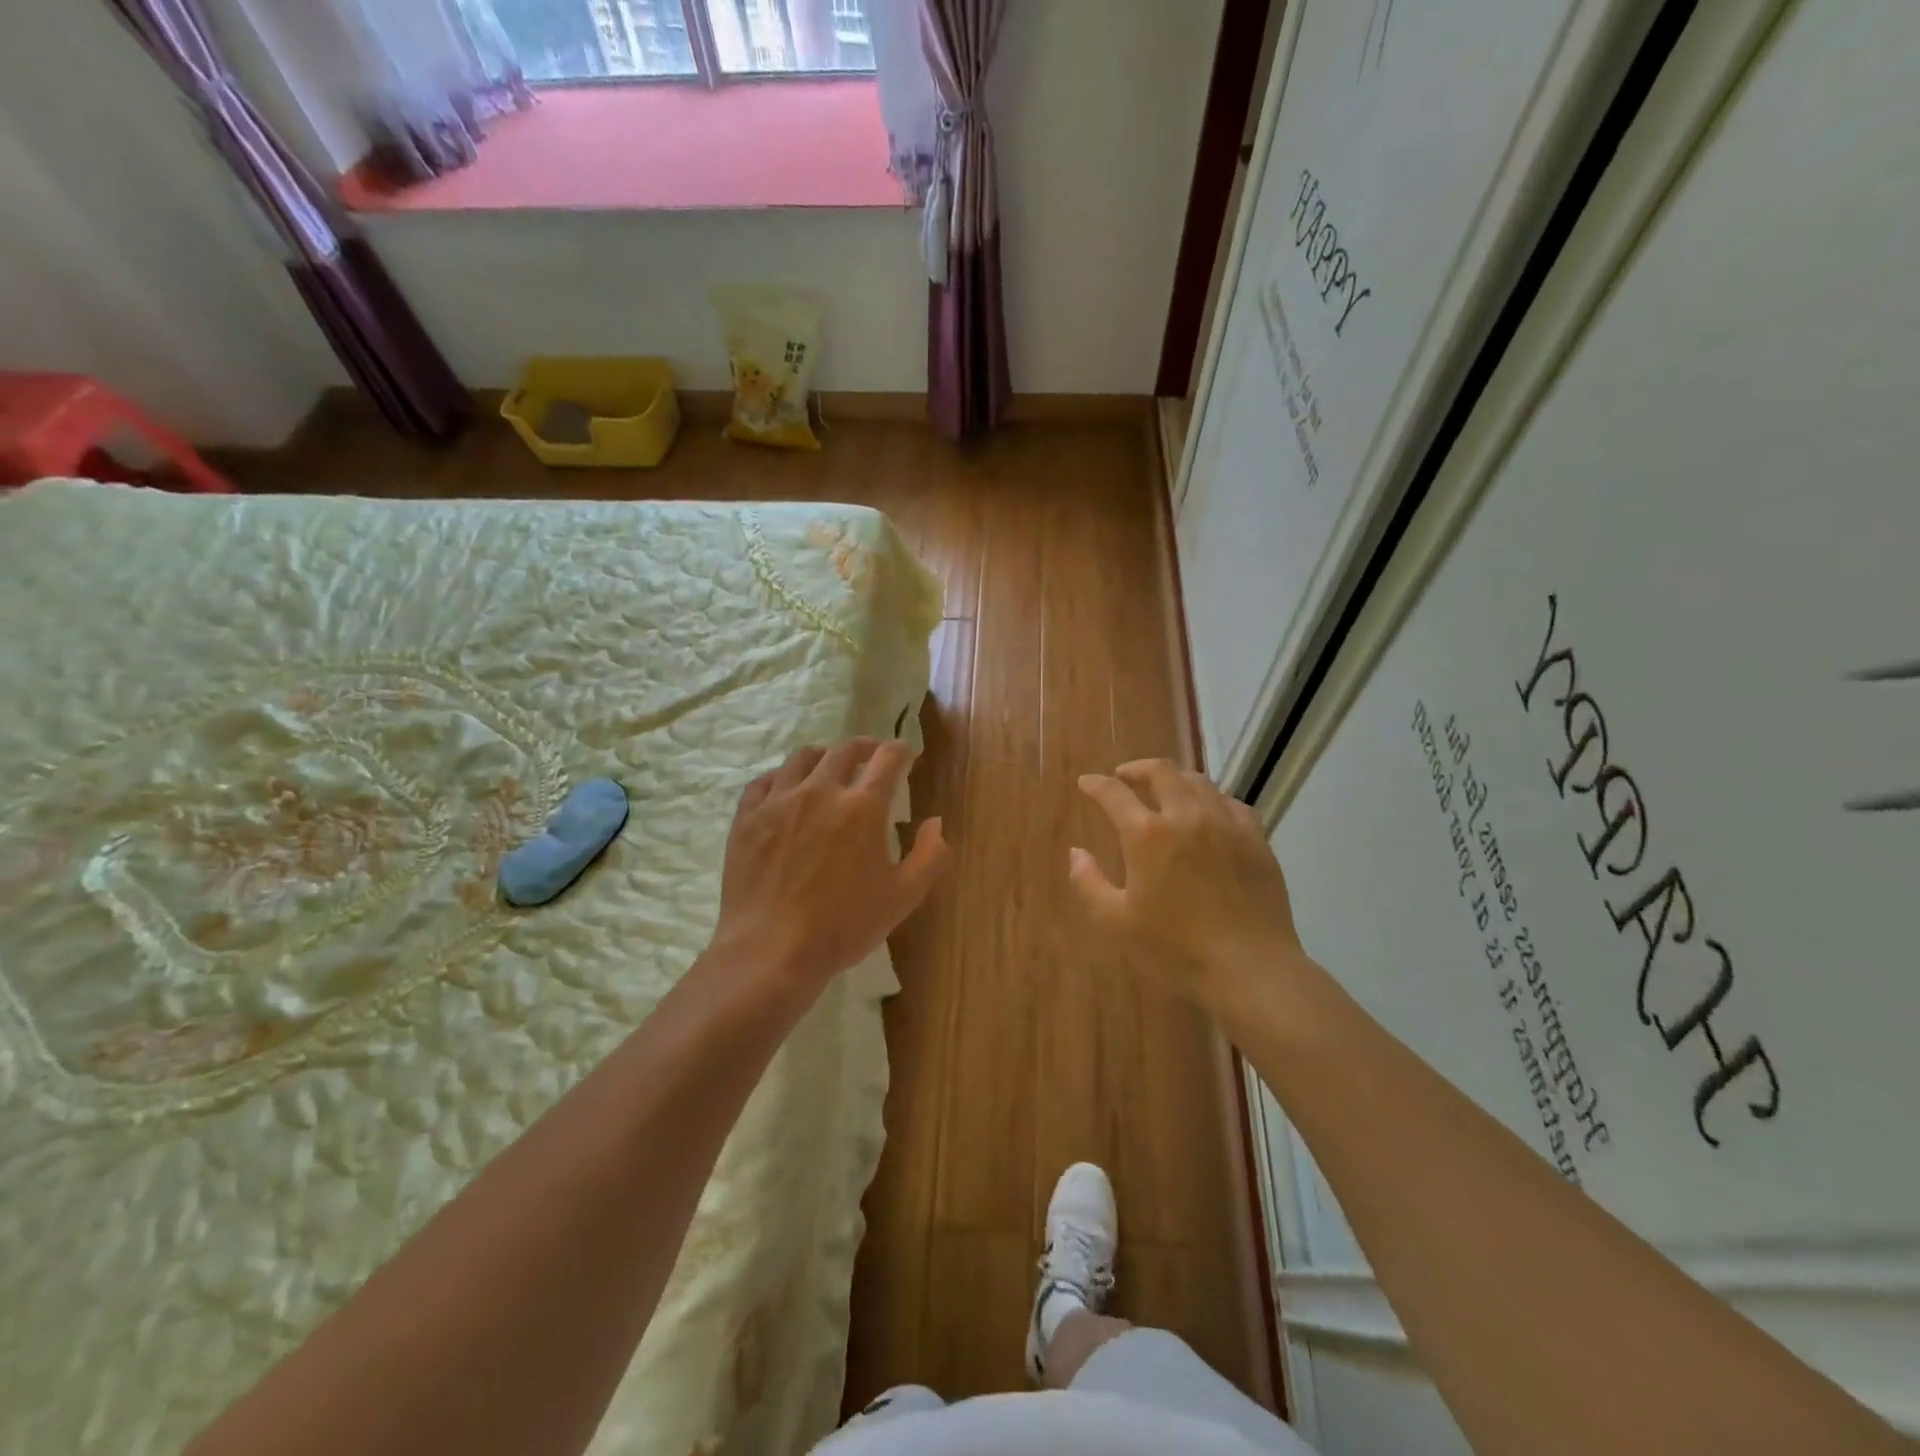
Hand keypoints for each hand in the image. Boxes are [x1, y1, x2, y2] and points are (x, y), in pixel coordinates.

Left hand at [713, 739, 949, 995]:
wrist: (770, 951)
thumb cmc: (843, 926)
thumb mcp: (903, 897)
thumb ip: (930, 855)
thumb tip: (935, 822)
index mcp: (862, 807)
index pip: (888, 758)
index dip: (901, 752)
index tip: (905, 757)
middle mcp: (820, 791)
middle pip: (844, 750)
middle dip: (865, 747)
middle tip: (872, 756)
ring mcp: (778, 801)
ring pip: (801, 758)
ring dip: (823, 756)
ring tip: (828, 767)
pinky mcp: (746, 818)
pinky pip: (763, 781)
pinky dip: (781, 778)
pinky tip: (785, 789)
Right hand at [1071, 760, 1307, 1013]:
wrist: (1249, 968)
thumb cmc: (1175, 948)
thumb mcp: (1116, 922)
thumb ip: (1089, 882)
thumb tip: (1076, 852)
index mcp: (1147, 834)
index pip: (1114, 794)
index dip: (1096, 785)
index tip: (1086, 783)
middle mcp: (1187, 816)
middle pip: (1162, 772)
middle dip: (1138, 768)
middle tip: (1126, 776)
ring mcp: (1226, 824)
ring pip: (1199, 782)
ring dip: (1175, 779)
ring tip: (1165, 790)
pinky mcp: (1256, 839)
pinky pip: (1232, 803)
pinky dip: (1212, 799)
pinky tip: (1210, 813)